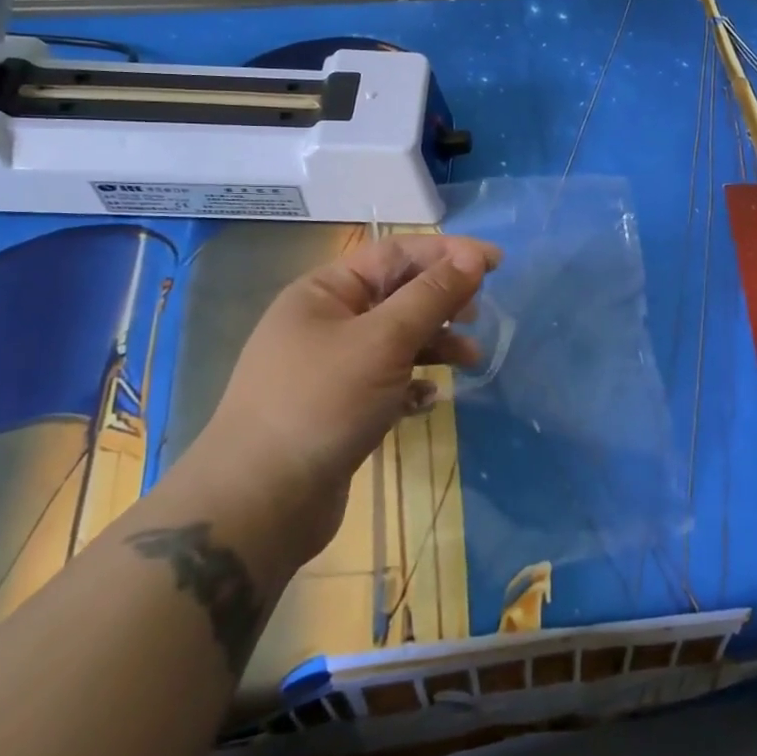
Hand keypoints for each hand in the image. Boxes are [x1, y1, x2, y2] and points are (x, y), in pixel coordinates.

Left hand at [181, 234, 500, 567]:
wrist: (260, 503)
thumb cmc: (321, 403)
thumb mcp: (383, 341)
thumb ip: (431, 296)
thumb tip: (473, 256)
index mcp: (325, 291)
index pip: (396, 253)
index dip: (448, 252)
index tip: (496, 263)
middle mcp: (326, 321)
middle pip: (398, 294)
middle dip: (443, 300)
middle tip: (478, 314)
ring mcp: (331, 367)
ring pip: (396, 339)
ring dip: (436, 344)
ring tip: (471, 361)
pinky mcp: (339, 408)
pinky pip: (387, 380)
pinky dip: (413, 383)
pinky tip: (428, 400)